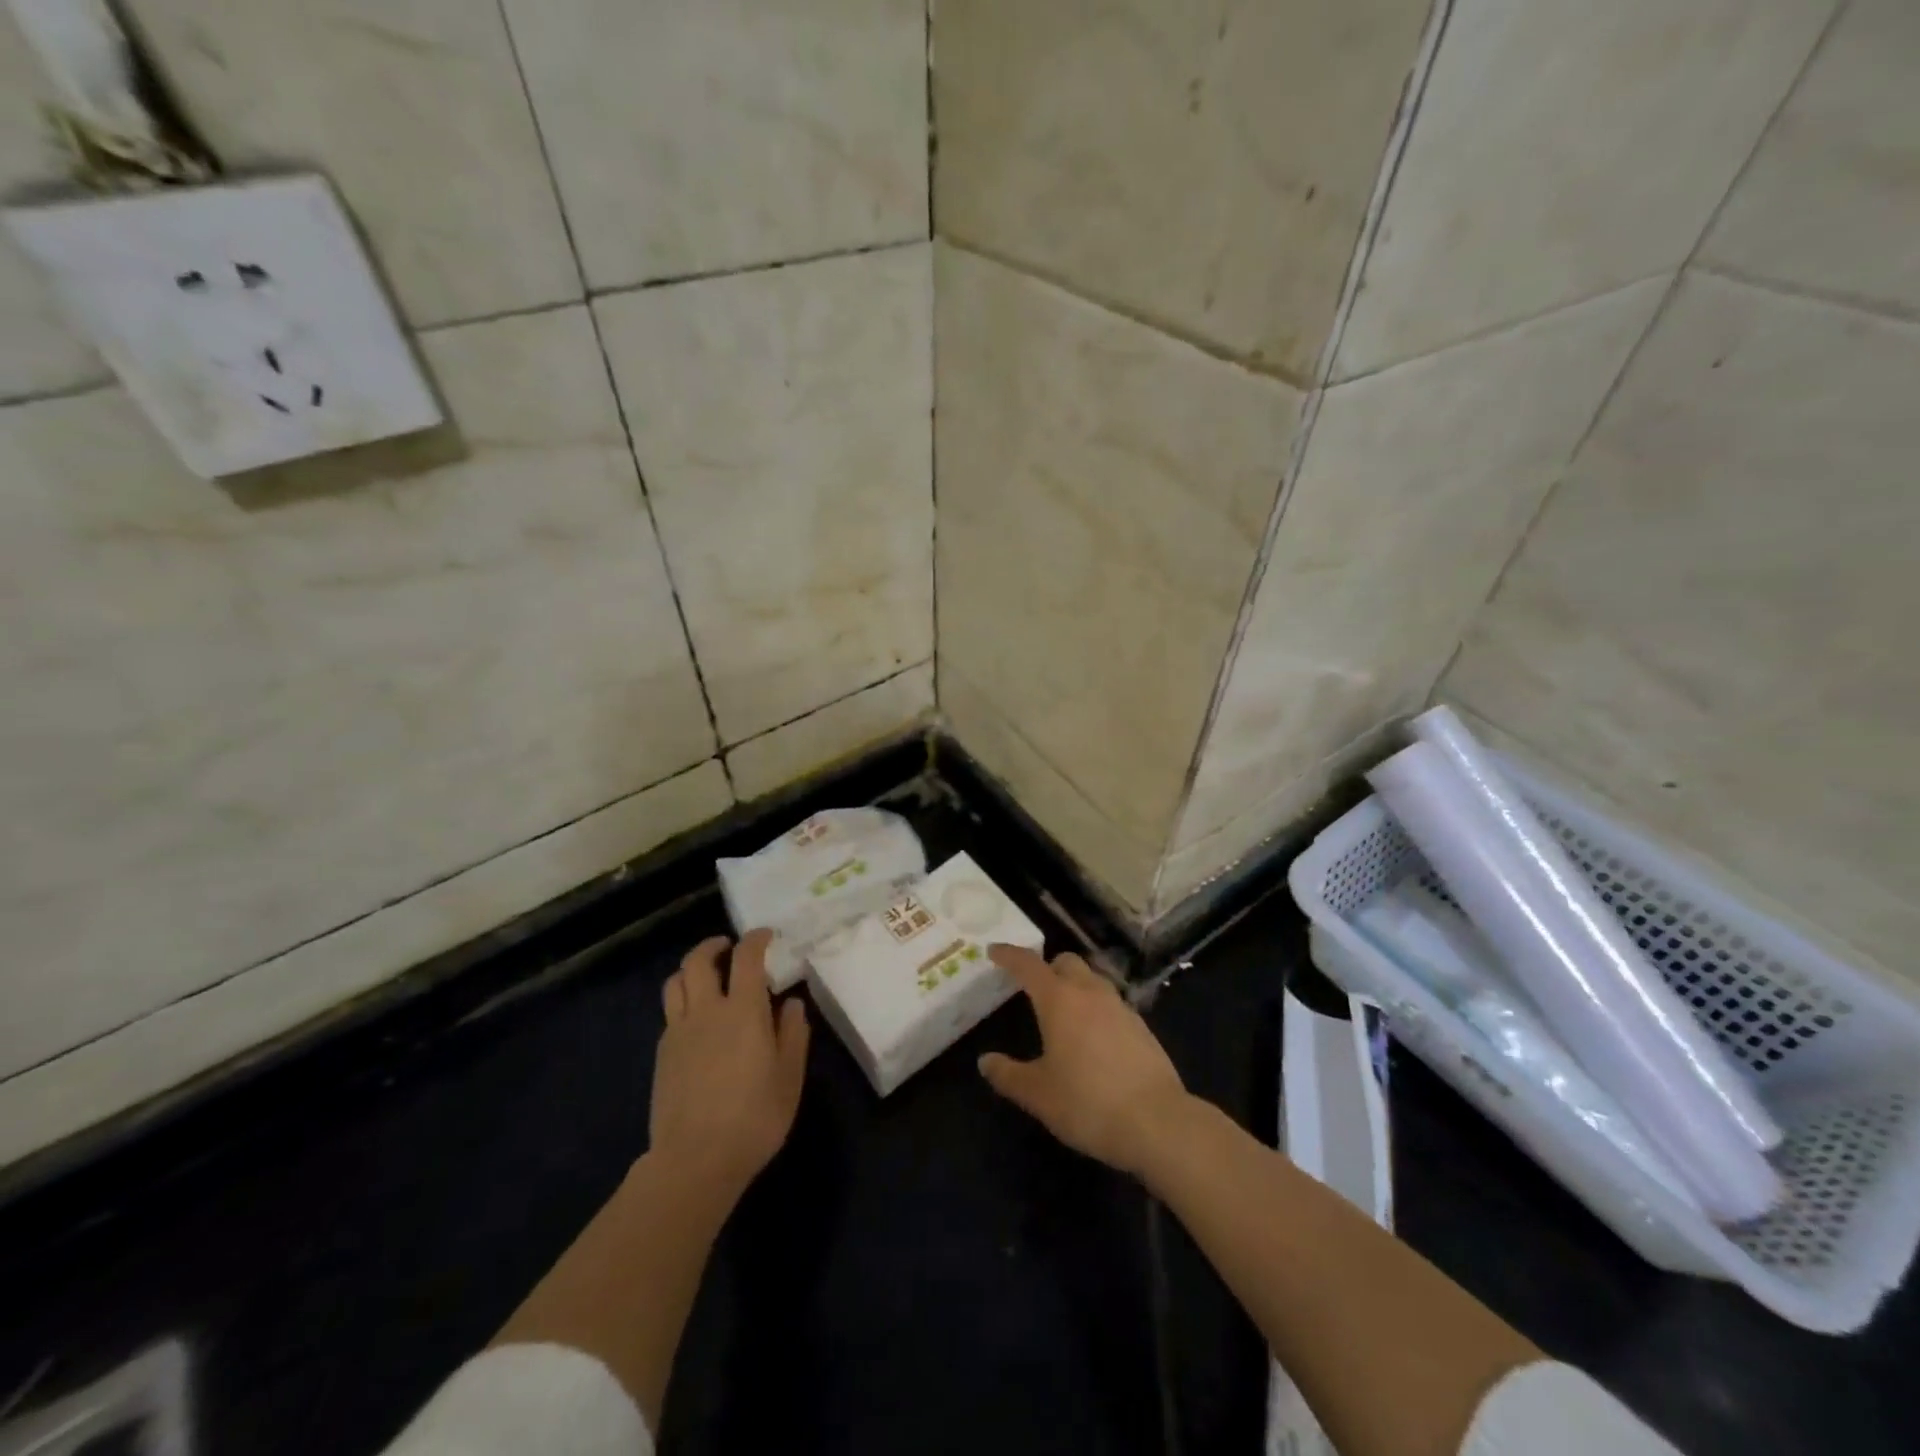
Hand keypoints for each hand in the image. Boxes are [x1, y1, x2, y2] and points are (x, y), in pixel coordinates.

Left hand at [651, 929, 810, 1199]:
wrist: (695, 1161)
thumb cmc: (754, 1118)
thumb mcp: (789, 1077)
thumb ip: (792, 1034)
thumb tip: (792, 1003)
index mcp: (743, 1011)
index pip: (746, 957)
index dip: (756, 939)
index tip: (766, 936)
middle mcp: (706, 1011)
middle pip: (698, 961)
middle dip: (713, 946)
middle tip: (728, 947)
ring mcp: (678, 1032)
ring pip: (675, 983)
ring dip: (692, 970)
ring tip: (707, 977)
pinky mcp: (662, 1055)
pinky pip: (670, 1013)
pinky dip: (684, 1003)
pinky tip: (698, 1021)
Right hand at [978, 944, 1191, 1177]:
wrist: (1157, 1122)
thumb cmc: (1087, 1103)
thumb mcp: (1038, 1094)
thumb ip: (1008, 1074)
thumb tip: (985, 1061)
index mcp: (1059, 1000)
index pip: (1028, 965)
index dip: (1009, 955)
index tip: (994, 951)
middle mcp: (1090, 993)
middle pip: (1066, 962)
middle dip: (1047, 968)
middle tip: (1032, 988)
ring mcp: (1120, 1007)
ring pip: (1093, 980)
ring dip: (1075, 985)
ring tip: (1063, 1012)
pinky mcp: (1142, 1027)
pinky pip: (1112, 1004)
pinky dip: (1096, 1009)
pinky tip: (1093, 1038)